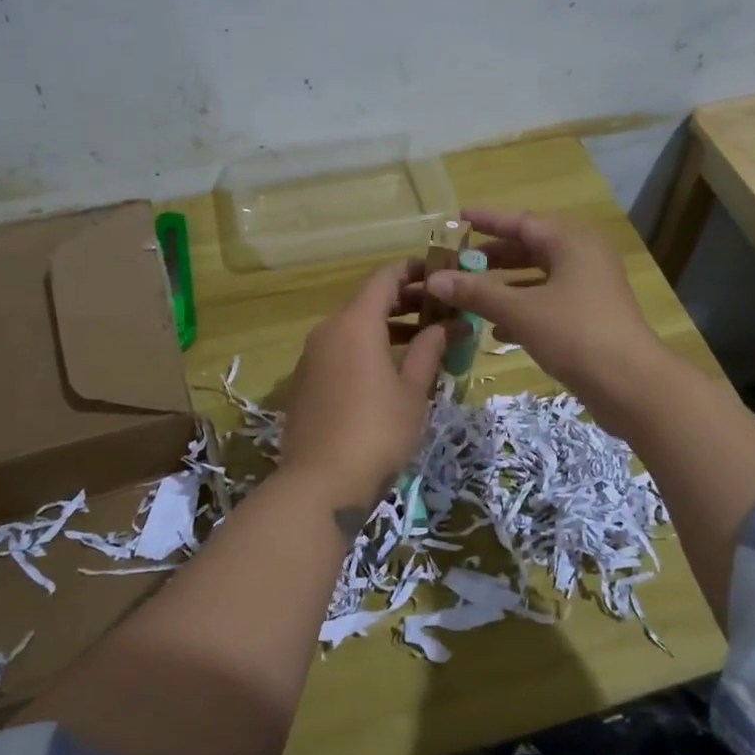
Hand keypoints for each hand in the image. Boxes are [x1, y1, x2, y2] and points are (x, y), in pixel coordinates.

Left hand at [281, 261, 447, 509]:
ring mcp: (311, 357)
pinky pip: (340, 351)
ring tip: (423, 342)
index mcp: (355, 323)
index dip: (414, 270)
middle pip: (368, 301)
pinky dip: (366, 349)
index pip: (385, 277)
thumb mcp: (412, 390)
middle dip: (406, 302)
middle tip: (441, 311)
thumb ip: (430, 350)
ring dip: (387, 327)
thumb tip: (450, 324)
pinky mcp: (304, 382)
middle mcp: (327, 330)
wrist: (320, 483)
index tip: (441, 274)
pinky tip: (390, 371)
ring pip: (353, 328)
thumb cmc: (377, 431)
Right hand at [422, 208, 665, 427]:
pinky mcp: (589, 318)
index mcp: (571, 242)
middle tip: (456, 262)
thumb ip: (477, 292)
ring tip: (467, 293)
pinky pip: (547, 304)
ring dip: (503, 286)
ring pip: (537, 278)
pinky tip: (494, 329)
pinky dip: (521, 310)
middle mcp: (582, 257)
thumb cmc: (576, 334)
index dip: (487, 220)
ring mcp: (588, 289)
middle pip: (530, 248)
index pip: (521, 221)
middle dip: (492, 257)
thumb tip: (435, 279)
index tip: (456, 219)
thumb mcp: (520, 310)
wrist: (631, 385)